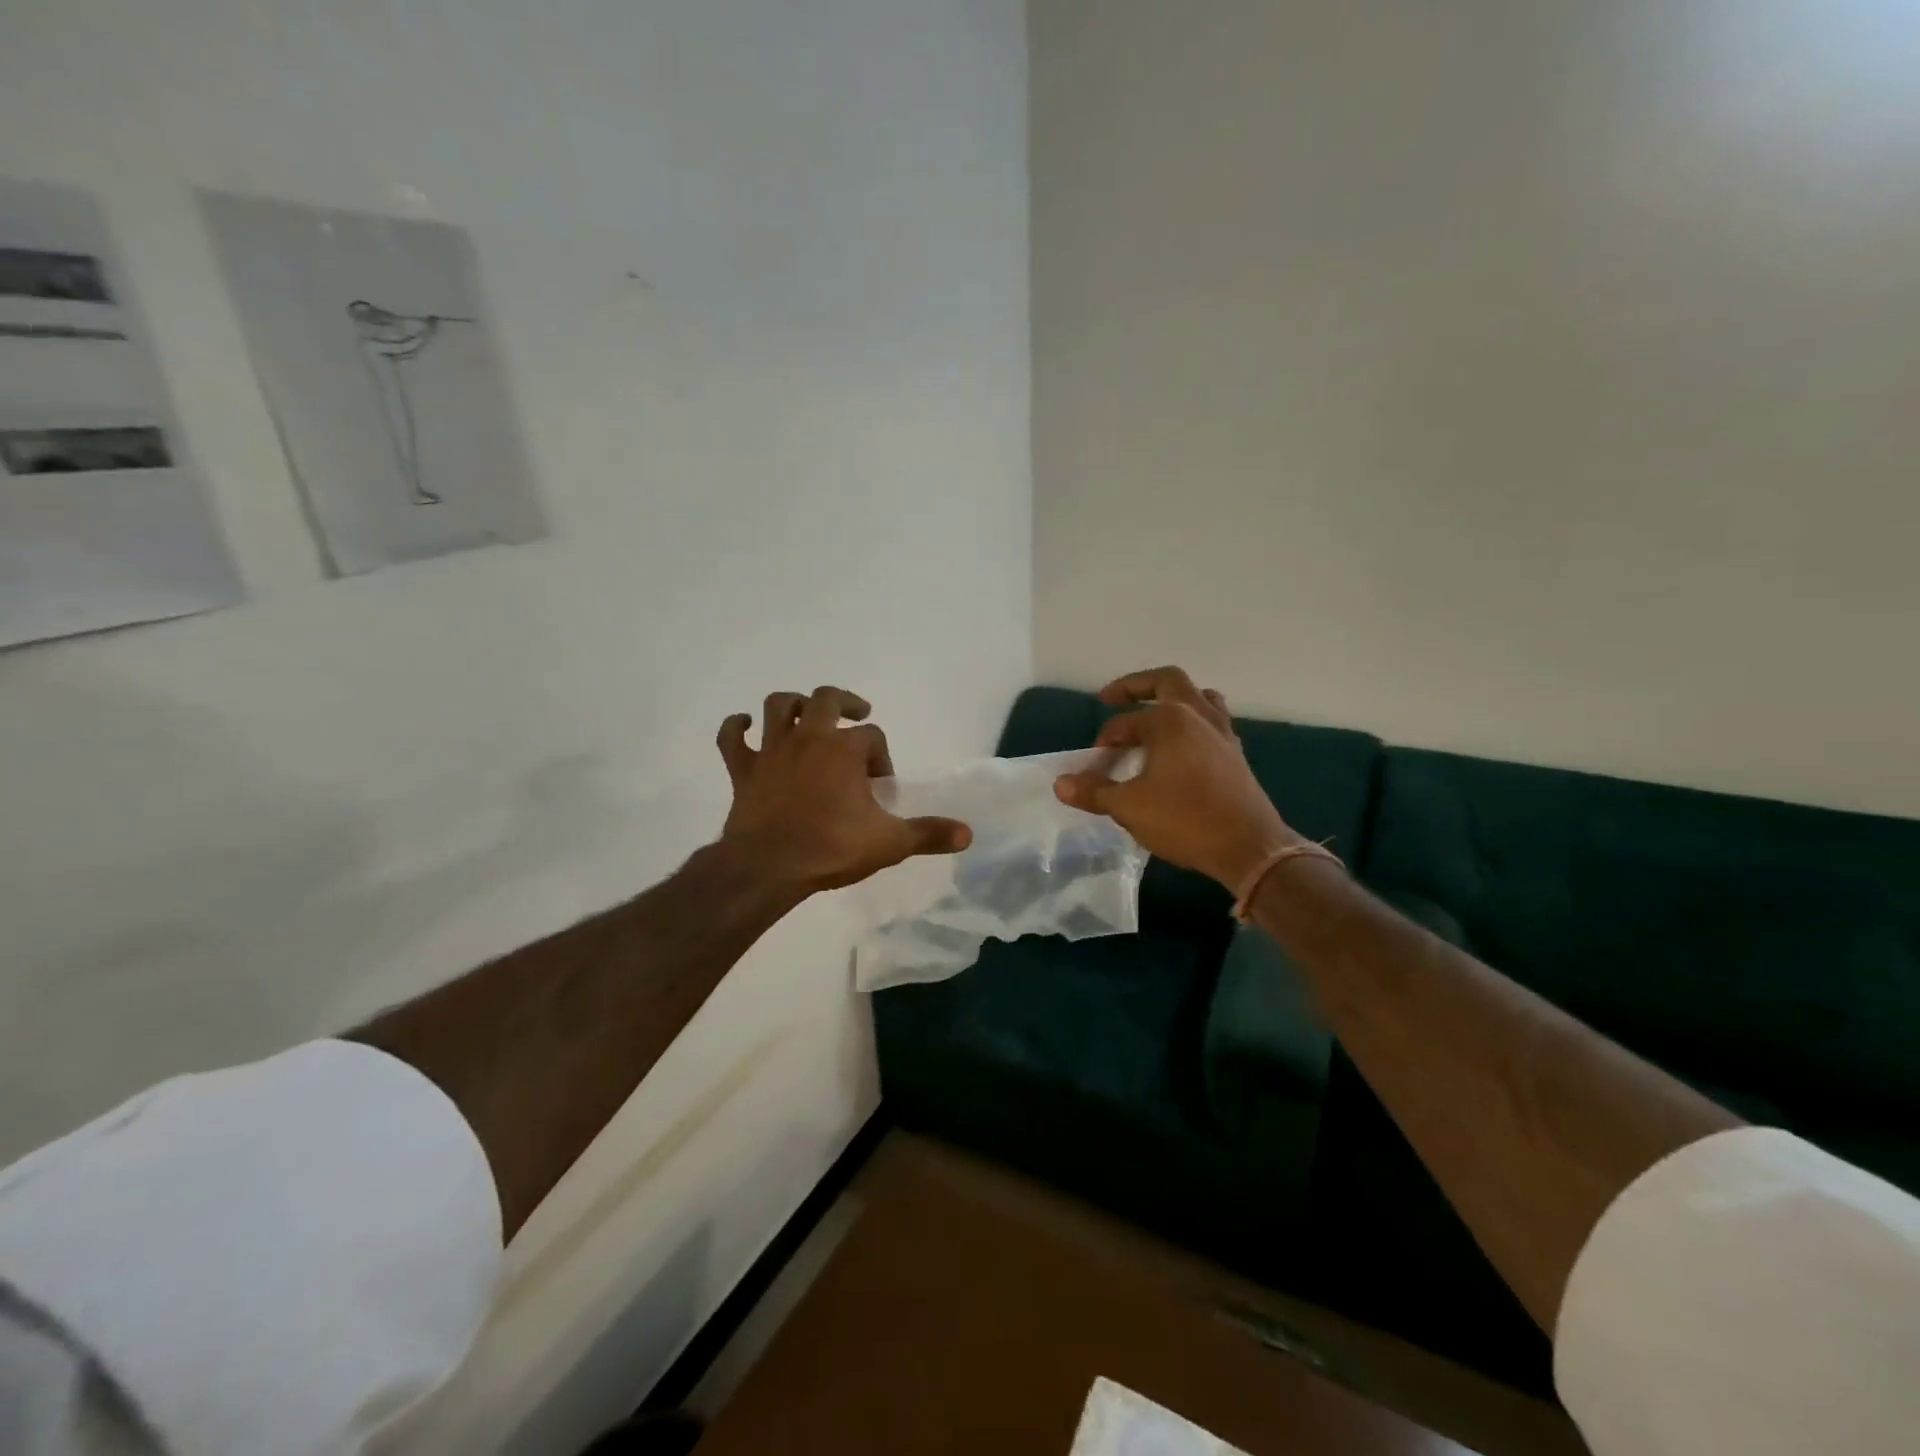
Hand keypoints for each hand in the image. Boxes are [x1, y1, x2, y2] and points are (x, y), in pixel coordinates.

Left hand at [716, 686, 971, 893]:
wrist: (768, 867)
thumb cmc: (831, 849)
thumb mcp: (889, 843)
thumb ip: (928, 834)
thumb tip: (968, 833)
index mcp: (844, 750)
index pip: (872, 737)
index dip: (881, 756)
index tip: (882, 786)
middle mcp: (808, 738)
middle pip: (826, 699)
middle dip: (845, 702)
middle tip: (857, 712)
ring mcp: (772, 751)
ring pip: (777, 706)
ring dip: (792, 703)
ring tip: (804, 711)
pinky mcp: (743, 770)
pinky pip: (732, 739)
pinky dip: (736, 727)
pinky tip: (744, 726)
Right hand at [1054, 667, 1300, 891]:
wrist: (1248, 848)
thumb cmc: (1185, 820)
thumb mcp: (1129, 807)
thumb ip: (1094, 791)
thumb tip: (1060, 783)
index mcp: (1170, 720)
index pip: (1124, 723)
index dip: (1103, 743)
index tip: (1092, 767)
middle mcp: (1198, 715)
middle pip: (1167, 681)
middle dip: (1137, 686)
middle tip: (1112, 697)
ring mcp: (1222, 733)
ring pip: (1198, 697)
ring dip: (1173, 699)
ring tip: (1154, 713)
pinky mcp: (1236, 753)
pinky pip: (1212, 721)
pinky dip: (1192, 722)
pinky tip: (1181, 746)